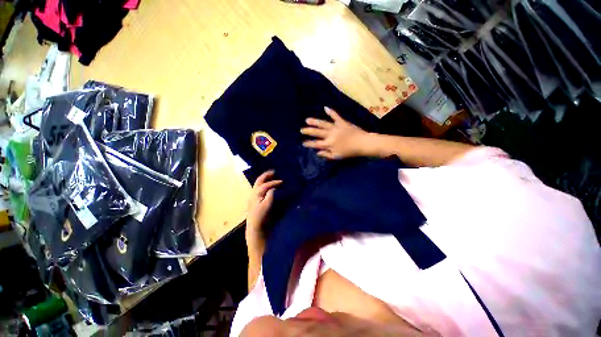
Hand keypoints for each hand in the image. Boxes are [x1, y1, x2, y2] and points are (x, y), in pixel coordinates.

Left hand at [246, 170, 281, 243]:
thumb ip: (270, 195)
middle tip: (274, 172)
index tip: (282, 182)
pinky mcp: (255, 201)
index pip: (266, 185)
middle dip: (266, 175)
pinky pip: (259, 189)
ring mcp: (253, 197)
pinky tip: (268, 186)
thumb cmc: (261, 217)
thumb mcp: (267, 206)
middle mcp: (253, 193)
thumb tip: (273, 188)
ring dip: (264, 179)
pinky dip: (263, 184)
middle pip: (259, 181)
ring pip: (258, 184)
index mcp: (256, 194)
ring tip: (271, 176)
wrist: (255, 228)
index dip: (274, 182)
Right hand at [301, 107, 371, 159]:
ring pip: (323, 124)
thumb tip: (317, 152)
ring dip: (315, 122)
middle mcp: (330, 135)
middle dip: (308, 131)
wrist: (362, 143)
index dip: (309, 144)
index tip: (303, 143)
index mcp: (329, 144)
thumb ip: (326, 154)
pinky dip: (331, 112)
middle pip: (317, 132)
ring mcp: (336, 127)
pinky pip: (335, 116)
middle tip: (301, 130)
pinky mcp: (342, 122)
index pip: (316, 144)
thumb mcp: (337, 156)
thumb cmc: (350, 152)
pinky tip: (325, 107)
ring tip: (307, 119)